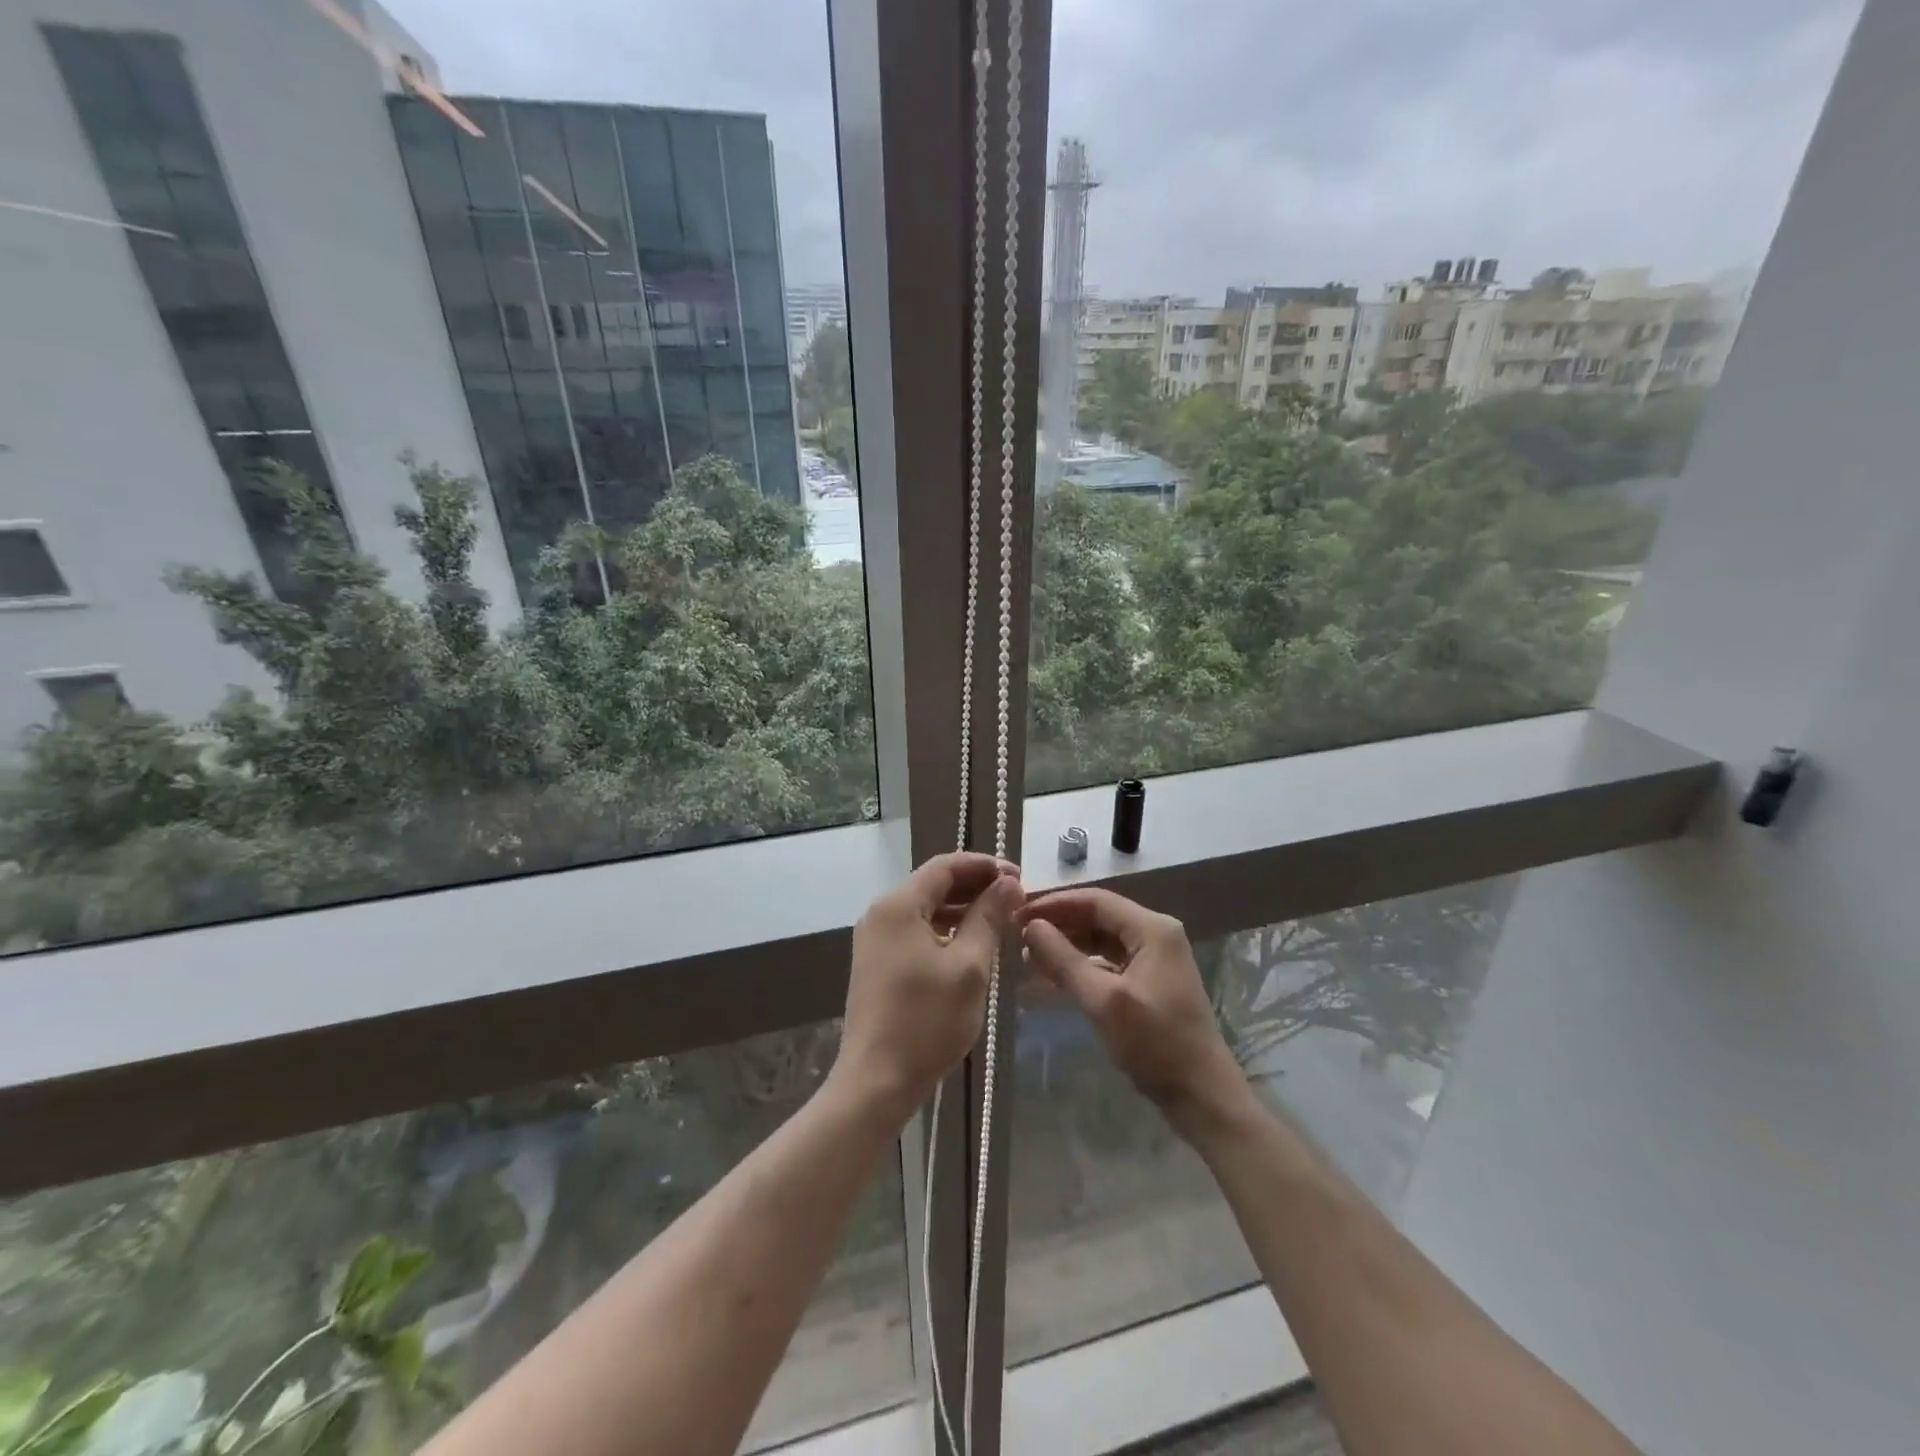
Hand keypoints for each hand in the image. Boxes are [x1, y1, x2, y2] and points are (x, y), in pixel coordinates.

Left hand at [834, 852, 1023, 1119]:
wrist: (876, 1081)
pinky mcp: (878, 963)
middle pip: (933, 884)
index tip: (1019, 876)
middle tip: (1015, 898)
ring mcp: (875, 939)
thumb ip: (989, 918)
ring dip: (962, 909)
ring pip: (925, 909)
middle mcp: (880, 913)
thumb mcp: (969, 967)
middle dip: (975, 886)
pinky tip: (972, 944)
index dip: (984, 865)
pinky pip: (916, 931)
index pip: (945, 866)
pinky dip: (945, 930)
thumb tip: (1009, 883)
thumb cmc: (926, 1021)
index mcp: (898, 905)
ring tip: (1001, 919)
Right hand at [1018, 888, 1248, 1126]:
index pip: (1095, 900)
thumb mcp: (1103, 1001)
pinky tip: (1056, 975)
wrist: (1202, 1095)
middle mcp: (1156, 934)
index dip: (1054, 904)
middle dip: (1059, 923)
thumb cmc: (1154, 1044)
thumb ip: (1064, 960)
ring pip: (1102, 938)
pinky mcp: (1151, 980)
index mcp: (1152, 929)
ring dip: (1068, 944)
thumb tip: (1030, 927)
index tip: (1018, 914)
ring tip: (1030, 955)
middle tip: (1018, 934)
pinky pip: (1110, 959)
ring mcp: (1156, 957)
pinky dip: (1083, 963)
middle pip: (1099, 916)